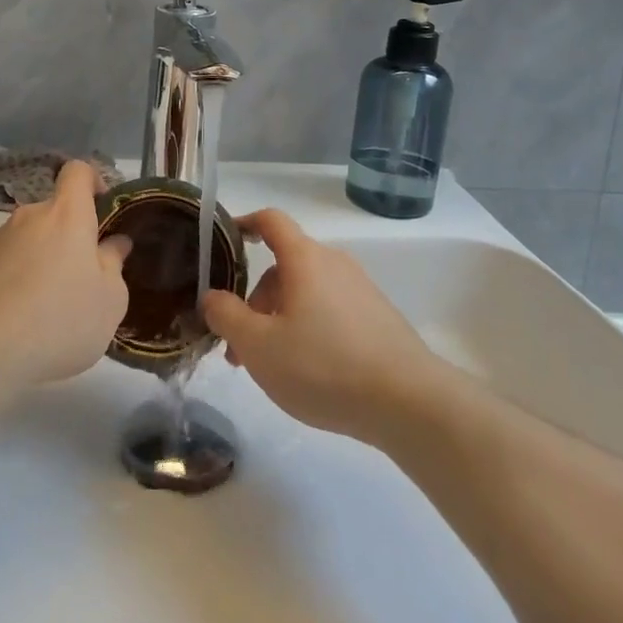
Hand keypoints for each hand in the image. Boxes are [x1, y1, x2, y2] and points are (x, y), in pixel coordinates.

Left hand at [0, 160, 131, 388]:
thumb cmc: (61, 317)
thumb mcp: (110, 299)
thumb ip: (114, 264)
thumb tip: (114, 243)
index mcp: (67, 213)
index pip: (78, 171)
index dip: (94, 182)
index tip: (104, 211)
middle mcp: (30, 216)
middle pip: (56, 211)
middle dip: (72, 235)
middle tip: (85, 275)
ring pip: (32, 238)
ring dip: (46, 258)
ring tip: (54, 304)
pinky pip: (11, 262)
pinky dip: (22, 278)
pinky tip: (28, 317)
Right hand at [201, 209, 441, 445]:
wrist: (409, 401)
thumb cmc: (323, 366)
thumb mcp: (258, 347)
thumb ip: (227, 317)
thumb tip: (213, 296)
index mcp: (305, 259)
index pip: (270, 221)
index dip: (244, 223)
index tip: (225, 240)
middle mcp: (334, 264)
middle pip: (284, 267)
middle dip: (255, 301)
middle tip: (239, 348)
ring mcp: (360, 290)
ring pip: (306, 293)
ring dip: (279, 320)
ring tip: (269, 368)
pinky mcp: (378, 317)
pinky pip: (330, 311)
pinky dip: (308, 329)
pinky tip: (308, 371)